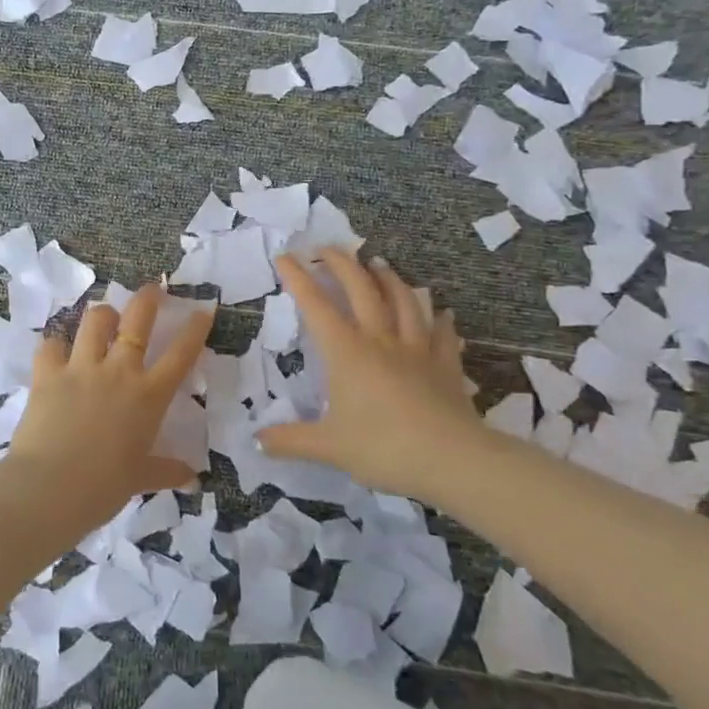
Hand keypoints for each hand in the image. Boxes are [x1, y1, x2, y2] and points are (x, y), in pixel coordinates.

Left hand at [6, 283, 215, 521]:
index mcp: (148, 396)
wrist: (51, 487)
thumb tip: (192, 478)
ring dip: (103, 314)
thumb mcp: (140, 479)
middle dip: (149, 298)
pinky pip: (50, 344)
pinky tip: (56, 350)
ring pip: (95, 320)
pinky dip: (54, 344)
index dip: (195, 329)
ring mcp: (81, 367)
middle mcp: (118, 371)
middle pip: (138, 319)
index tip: (203, 310)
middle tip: (154, 289)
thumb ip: (165, 471)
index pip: (180, 354)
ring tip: (105, 316)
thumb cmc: (104, 487)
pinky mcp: (47, 372)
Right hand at [257, 249, 481, 498]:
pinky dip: (440, 320)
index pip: (315, 306)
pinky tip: (442, 313)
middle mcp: (380, 340)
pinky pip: (443, 335)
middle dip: (342, 264)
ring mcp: (417, 350)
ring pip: (404, 302)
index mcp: (346, 353)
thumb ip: (290, 441)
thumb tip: (256, 441)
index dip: (298, 278)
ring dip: (389, 279)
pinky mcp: (446, 367)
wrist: (452, 460)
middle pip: (360, 290)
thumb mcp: (328, 447)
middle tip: (328, 248)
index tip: (284, 256)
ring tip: (379, 264)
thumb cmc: (383, 448)